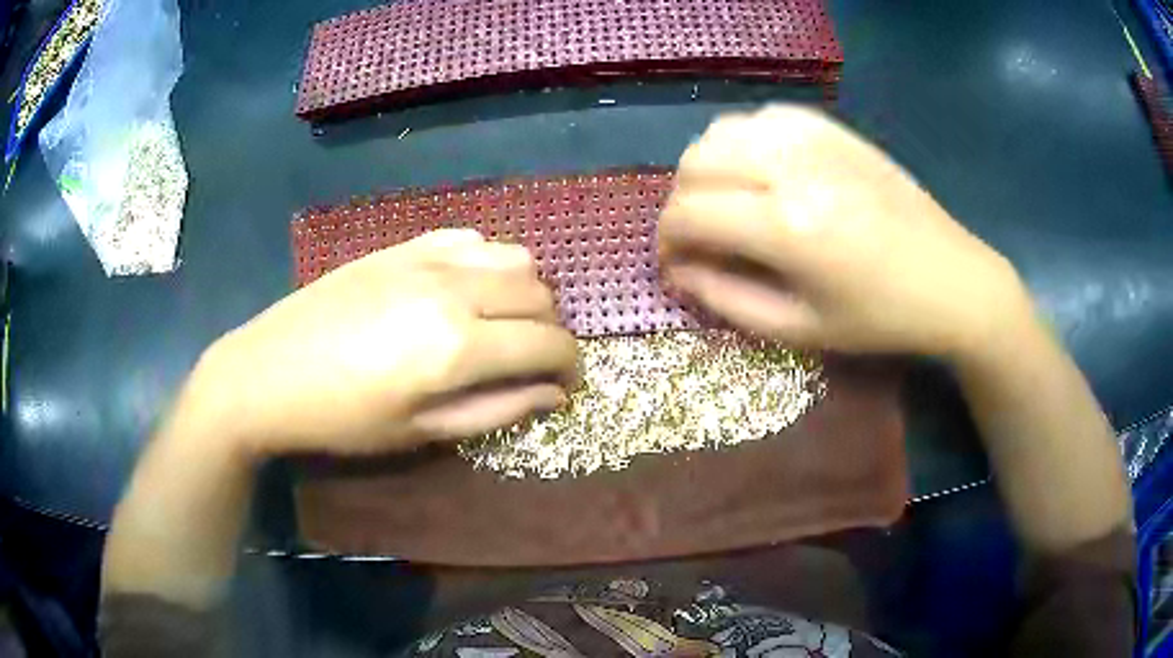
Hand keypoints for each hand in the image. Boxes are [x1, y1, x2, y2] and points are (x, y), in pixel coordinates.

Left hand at [187, 229, 577, 459]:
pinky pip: (471, 239)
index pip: (549, 344)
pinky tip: (468, 288)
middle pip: (540, 294)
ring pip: (514, 257)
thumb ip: (496, 409)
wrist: (268, 373)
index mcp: (458, 346)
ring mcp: (427, 259)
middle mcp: (454, 289)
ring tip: (505, 322)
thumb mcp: (421, 432)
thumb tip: (553, 395)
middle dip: (552, 331)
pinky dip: (489, 262)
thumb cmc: (343, 419)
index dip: (571, 366)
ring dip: (526, 292)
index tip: (569, 385)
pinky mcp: (404, 246)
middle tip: (534, 361)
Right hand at [659, 105, 1032, 355]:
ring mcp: (815, 140)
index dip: (666, 241)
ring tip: (725, 203)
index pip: (688, 214)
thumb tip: (679, 273)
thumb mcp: (800, 329)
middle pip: (695, 164)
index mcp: (786, 226)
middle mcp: (792, 168)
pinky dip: (744, 142)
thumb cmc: (879, 318)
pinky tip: (761, 170)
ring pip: (721, 132)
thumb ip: (727, 300)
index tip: (674, 265)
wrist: (951, 280)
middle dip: (680, 204)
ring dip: (707, 169)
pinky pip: (762, 118)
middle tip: (699, 238)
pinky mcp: (833, 129)